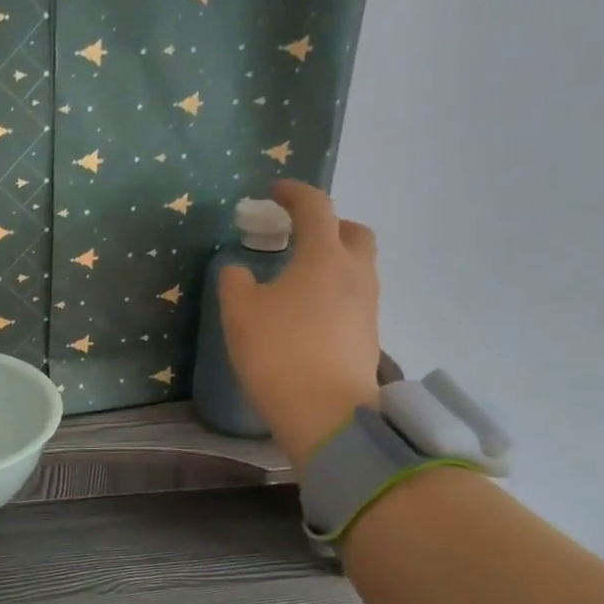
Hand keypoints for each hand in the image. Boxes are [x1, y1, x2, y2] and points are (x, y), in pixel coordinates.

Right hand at [218, 180, 381, 465]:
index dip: (295, 193)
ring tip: (299, 278)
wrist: (326, 413)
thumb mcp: (240, 312)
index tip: (276, 190)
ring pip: (357, 267)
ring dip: (332, 260)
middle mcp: (355, 273)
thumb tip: (238, 269)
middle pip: (353, 233)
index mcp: (324, 257)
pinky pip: (354, 297)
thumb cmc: (278, 352)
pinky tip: (308, 312)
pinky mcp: (368, 336)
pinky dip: (334, 291)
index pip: (316, 208)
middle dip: (329, 225)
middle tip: (298, 236)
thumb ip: (235, 281)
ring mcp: (368, 306)